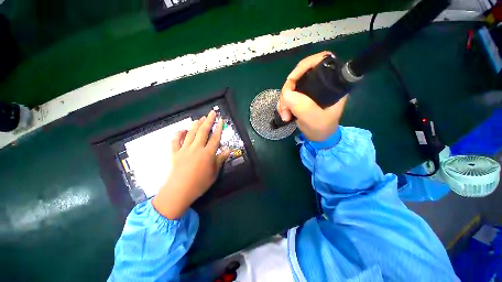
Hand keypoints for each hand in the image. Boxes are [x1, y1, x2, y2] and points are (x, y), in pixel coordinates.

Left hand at [153, 110, 229, 219]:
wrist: (178, 192)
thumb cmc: (199, 184)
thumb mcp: (214, 173)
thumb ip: (220, 160)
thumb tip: (228, 150)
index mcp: (207, 153)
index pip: (215, 138)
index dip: (219, 128)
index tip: (221, 120)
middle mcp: (196, 148)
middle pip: (203, 131)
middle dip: (208, 120)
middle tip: (212, 112)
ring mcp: (184, 149)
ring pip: (191, 133)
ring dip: (196, 124)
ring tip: (201, 118)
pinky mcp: (174, 153)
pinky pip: (175, 140)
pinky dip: (178, 134)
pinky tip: (182, 130)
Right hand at [277, 51, 347, 141]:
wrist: (318, 137)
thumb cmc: (322, 129)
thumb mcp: (315, 120)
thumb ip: (304, 107)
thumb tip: (287, 94)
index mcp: (332, 84)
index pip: (321, 61)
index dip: (305, 66)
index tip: (291, 80)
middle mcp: (320, 84)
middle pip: (299, 75)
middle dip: (288, 91)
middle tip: (285, 108)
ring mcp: (308, 91)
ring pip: (291, 87)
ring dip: (283, 101)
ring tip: (285, 116)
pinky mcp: (301, 97)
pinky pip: (287, 96)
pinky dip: (283, 104)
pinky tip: (284, 115)